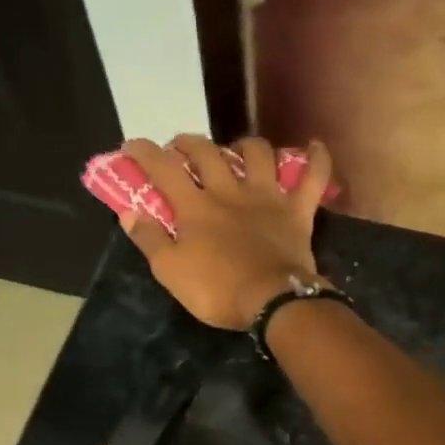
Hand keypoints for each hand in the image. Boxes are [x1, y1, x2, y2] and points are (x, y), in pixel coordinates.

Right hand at [119, 134, 333, 329]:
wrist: (272, 301)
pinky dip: (317, 159)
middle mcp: (229, 191)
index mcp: (195, 207)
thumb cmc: (217, 291)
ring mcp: (267, 197)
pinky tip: (315, 145)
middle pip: (207, 152)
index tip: (131, 146)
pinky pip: (313, 177)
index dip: (144, 153)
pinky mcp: (297, 210)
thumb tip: (127, 212)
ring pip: (258, 153)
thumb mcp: (171, 272)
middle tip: (180, 147)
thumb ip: (149, 240)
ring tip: (238, 149)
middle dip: (188, 143)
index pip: (163, 169)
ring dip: (245, 145)